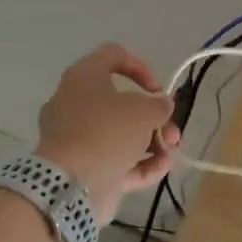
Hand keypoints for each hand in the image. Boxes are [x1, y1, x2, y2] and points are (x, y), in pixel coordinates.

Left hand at [34, 44, 178, 224]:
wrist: (70, 185)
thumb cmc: (107, 132)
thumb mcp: (145, 111)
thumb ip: (159, 105)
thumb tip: (160, 105)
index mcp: (83, 78)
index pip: (112, 56)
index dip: (140, 68)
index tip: (157, 90)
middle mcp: (74, 104)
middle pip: (120, 103)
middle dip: (152, 117)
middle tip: (171, 129)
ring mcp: (76, 139)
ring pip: (119, 134)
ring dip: (151, 141)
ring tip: (171, 151)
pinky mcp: (81, 168)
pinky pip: (114, 160)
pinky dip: (139, 163)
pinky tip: (163, 167)